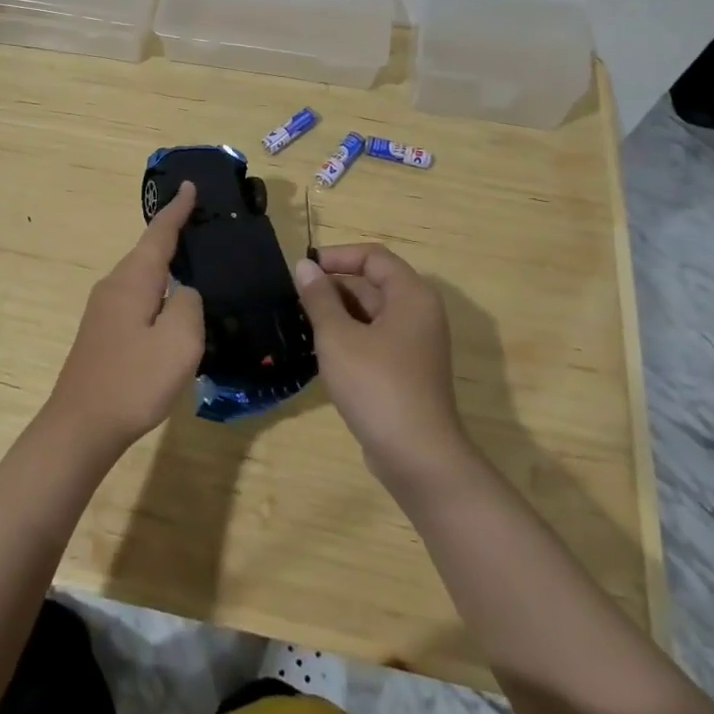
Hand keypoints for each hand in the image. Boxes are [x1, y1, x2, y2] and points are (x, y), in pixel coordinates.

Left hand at [42, 182, 205, 458]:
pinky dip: (156, 290)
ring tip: (193, 263)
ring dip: (165, 265)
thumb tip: (183, 292)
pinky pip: (136, 297)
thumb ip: (189, 304)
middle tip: (202, 225)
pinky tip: (170, 307)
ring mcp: (104, 309)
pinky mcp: (102, 332)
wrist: (80, 427)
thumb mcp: (179, 342)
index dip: (177, 210)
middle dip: (173, 235)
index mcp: (133, 280)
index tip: (189, 185)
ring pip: (141, 276)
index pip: (159, 233)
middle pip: (148, 251)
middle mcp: (114, 285)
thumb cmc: (134, 381)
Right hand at [294, 245, 471, 485]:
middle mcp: (419, 313)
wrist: (418, 457)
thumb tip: (304, 266)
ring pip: (372, 313)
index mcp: (411, 295)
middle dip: (334, 287)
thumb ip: (319, 298)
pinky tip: (321, 352)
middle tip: (294, 299)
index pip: (373, 256)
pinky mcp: (407, 370)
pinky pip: (375, 338)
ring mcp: (416, 344)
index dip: (336, 256)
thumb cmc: (377, 386)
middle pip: (373, 283)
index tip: (303, 269)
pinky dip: (350, 337)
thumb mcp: (338, 337)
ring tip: (301, 323)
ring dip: (338, 313)